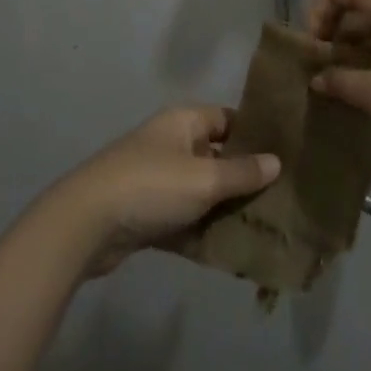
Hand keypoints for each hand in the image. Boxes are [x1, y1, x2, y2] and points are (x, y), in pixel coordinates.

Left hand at [50, 105, 280, 273]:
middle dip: (244, 178)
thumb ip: (242, 172)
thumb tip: (276, 162)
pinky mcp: (146, 214)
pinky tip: (230, 251)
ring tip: (264, 226)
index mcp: (183, 123)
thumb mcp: (204, 179)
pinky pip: (183, 220)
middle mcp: (170, 145)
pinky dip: (202, 232)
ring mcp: (156, 181)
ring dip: (225, 209)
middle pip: (216, 157)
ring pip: (201, 192)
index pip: (227, 119)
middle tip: (282, 197)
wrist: (85, 225)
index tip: (285, 155)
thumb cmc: (151, 186)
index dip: (254, 134)